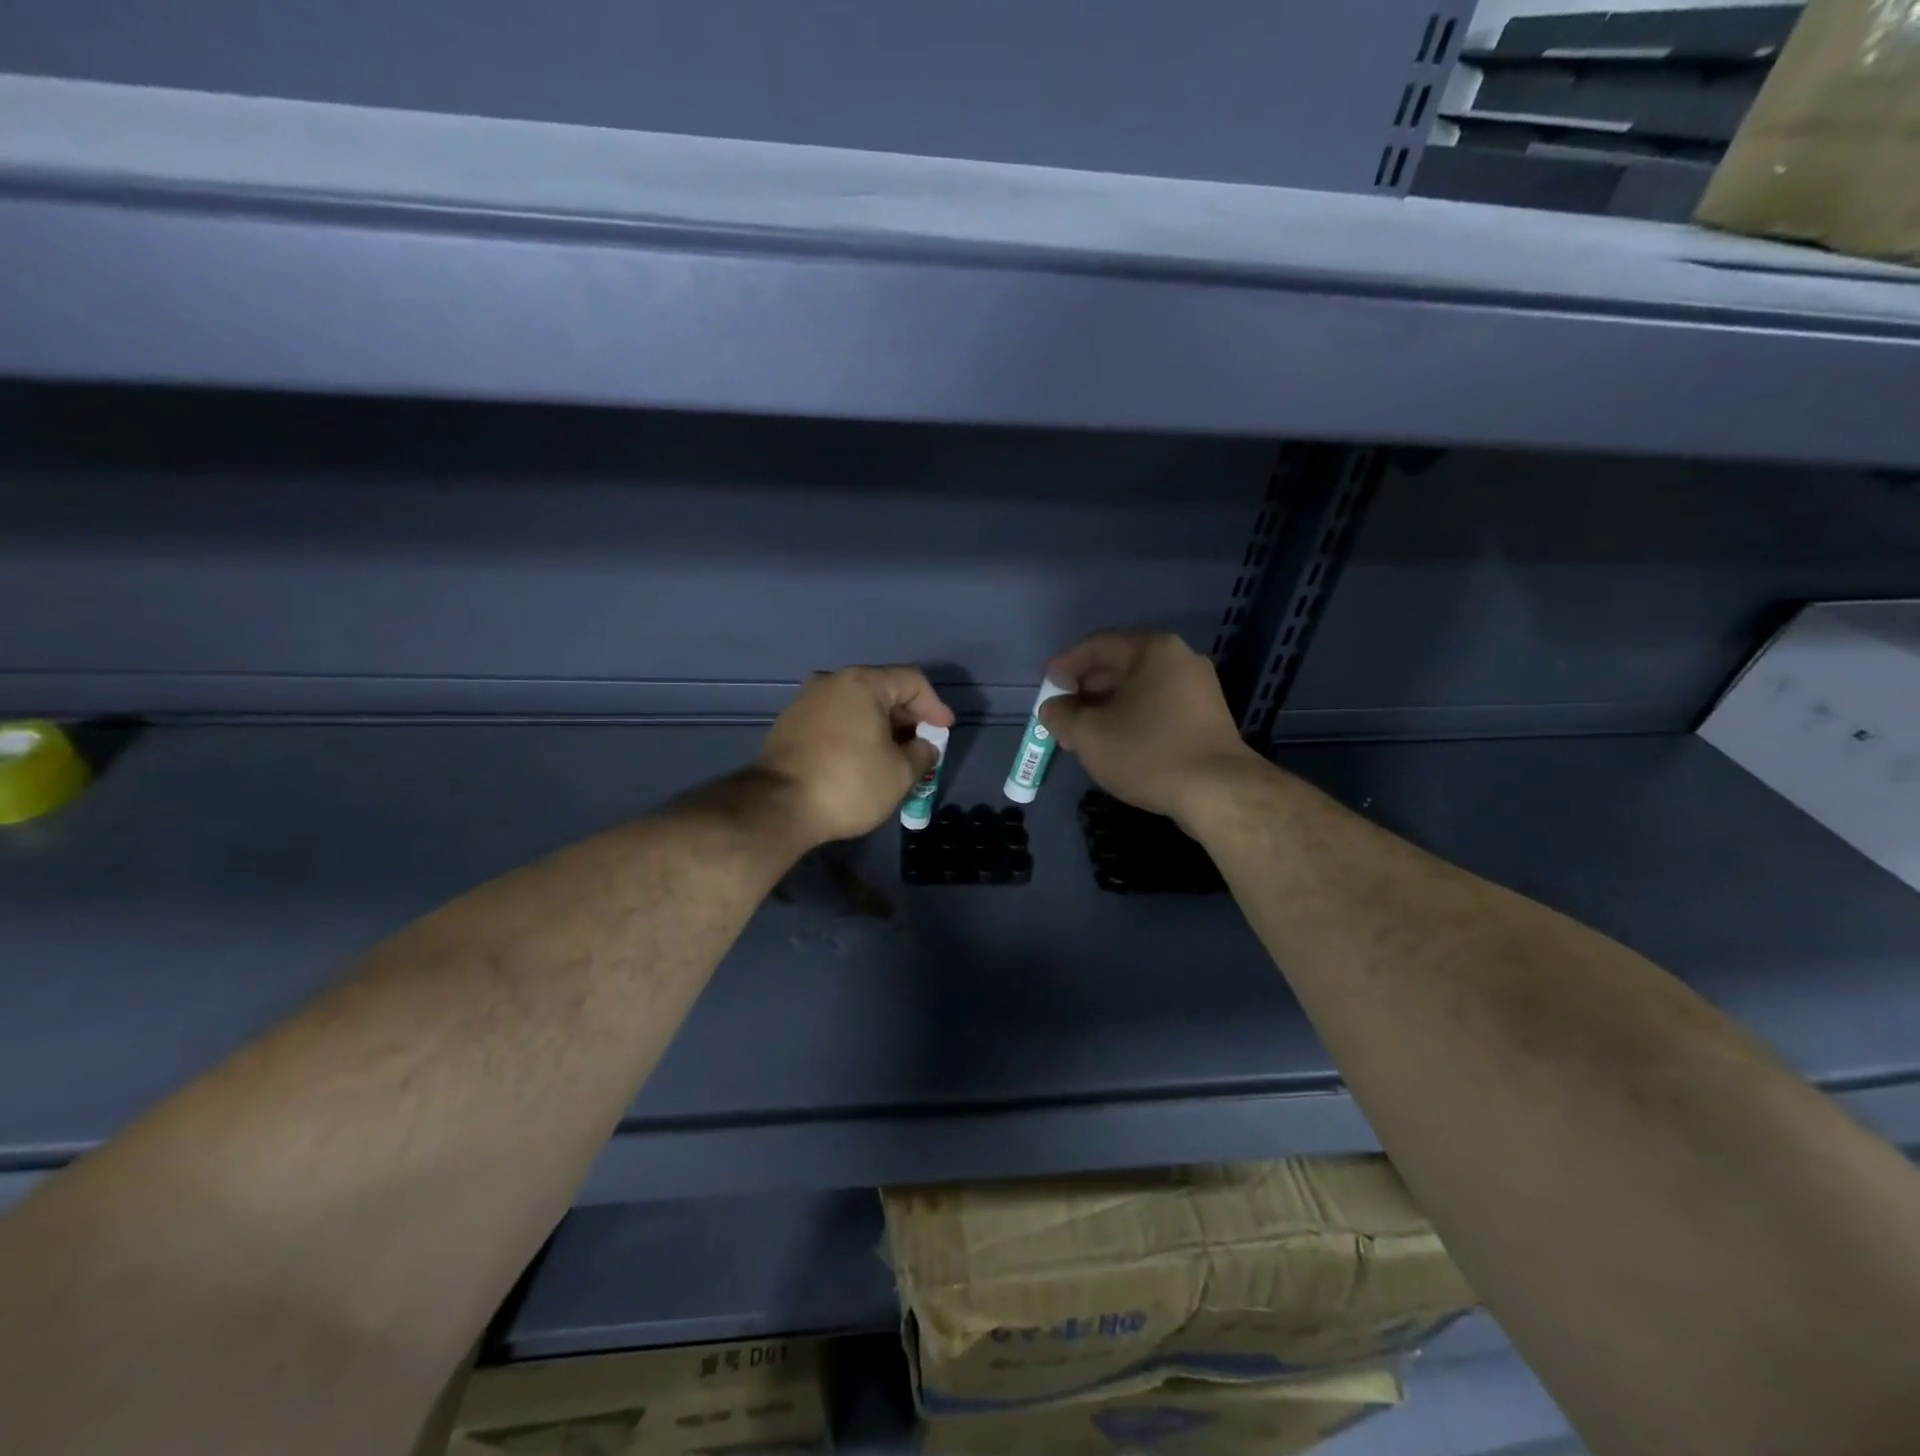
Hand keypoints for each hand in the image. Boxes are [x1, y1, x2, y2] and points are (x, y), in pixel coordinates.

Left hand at [756, 666, 954, 846]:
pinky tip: (863, 758)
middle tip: (922, 744)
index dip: (935, 705)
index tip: (944, 732)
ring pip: (857, 705)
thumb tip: (924, 746)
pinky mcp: (790, 723)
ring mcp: (806, 700)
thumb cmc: (849, 783)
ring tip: (895, 754)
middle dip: (908, 717)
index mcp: (862, 683)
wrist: (778, 807)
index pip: (912, 681)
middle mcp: (832, 681)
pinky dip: (856, 732)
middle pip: (882, 689)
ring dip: (881, 726)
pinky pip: (835, 719)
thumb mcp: (900, 773)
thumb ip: (922, 753)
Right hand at [1040, 631, 1263, 822]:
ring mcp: (1198, 688)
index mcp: (1154, 650)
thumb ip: (1061, 715)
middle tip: (1061, 713)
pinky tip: (1114, 743)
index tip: (1046, 685)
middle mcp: (1180, 659)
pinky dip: (1130, 718)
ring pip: (1139, 690)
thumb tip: (1052, 708)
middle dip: (1085, 690)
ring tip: (1081, 733)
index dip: (1065, 665)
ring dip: (1106, 707)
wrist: (1216, 792)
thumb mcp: (1089, 734)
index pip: (1098, 646)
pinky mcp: (1206, 717)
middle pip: (1120, 666)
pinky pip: (1157, 706)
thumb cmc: (1147, 752)